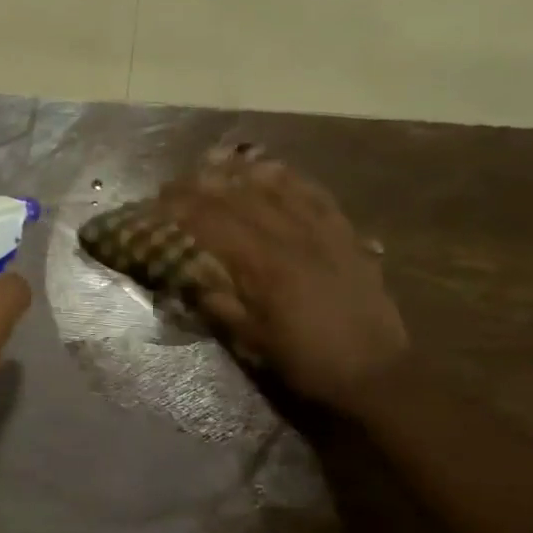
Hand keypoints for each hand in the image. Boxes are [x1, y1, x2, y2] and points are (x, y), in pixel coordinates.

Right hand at [157, 146, 407, 415]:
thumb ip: (220, 305)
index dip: (181, 209)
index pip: (213, 224)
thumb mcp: (254, 341)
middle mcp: (292, 236)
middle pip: (240, 197)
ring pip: (278, 186)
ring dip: (242, 170)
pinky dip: (290, 177)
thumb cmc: (308, 361)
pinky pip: (315, 193)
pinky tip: (273, 169)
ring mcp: (323, 230)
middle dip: (202, 184)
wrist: (376, 372)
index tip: (156, 202)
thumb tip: (189, 278)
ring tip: (216, 161)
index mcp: (264, 266)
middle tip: (175, 181)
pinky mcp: (346, 233)